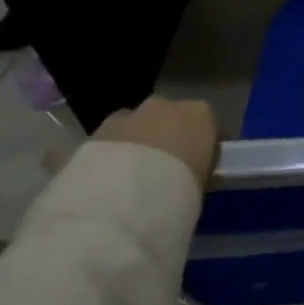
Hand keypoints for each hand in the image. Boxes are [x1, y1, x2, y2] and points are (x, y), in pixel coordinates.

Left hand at [94, 96, 220, 188]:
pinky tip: (110, 178)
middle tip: (164, 168)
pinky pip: (111, 140)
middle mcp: (167, 105)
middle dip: (166, 137)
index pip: (208, 125)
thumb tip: (191, 174)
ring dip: (137, 142)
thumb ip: (198, 168)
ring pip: (137, 125)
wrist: (124, 198)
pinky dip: (113, 153)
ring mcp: (129, 115)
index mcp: (201, 114)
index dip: (203, 145)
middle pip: (169, 118)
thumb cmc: (179, 188)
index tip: (199, 165)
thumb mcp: (203, 181)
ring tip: (132, 176)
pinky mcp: (95, 131)